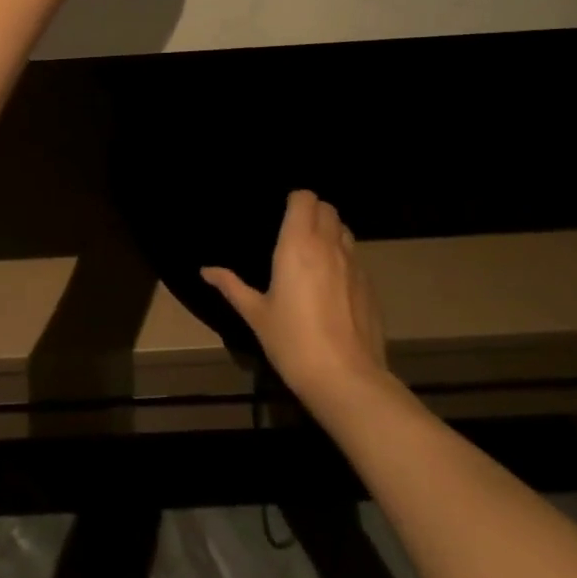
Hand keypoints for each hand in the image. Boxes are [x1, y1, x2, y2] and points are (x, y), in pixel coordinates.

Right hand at [203, 190, 389, 404]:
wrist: (346, 380)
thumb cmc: (293, 342)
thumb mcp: (256, 315)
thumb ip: (232, 286)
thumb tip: (206, 270)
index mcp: (298, 244)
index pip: (305, 197)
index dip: (295, 201)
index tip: (282, 214)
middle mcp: (329, 245)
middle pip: (327, 208)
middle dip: (313, 212)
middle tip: (295, 232)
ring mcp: (355, 265)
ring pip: (345, 230)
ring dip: (331, 232)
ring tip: (315, 255)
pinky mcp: (371, 286)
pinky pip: (356, 258)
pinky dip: (344, 259)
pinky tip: (333, 286)